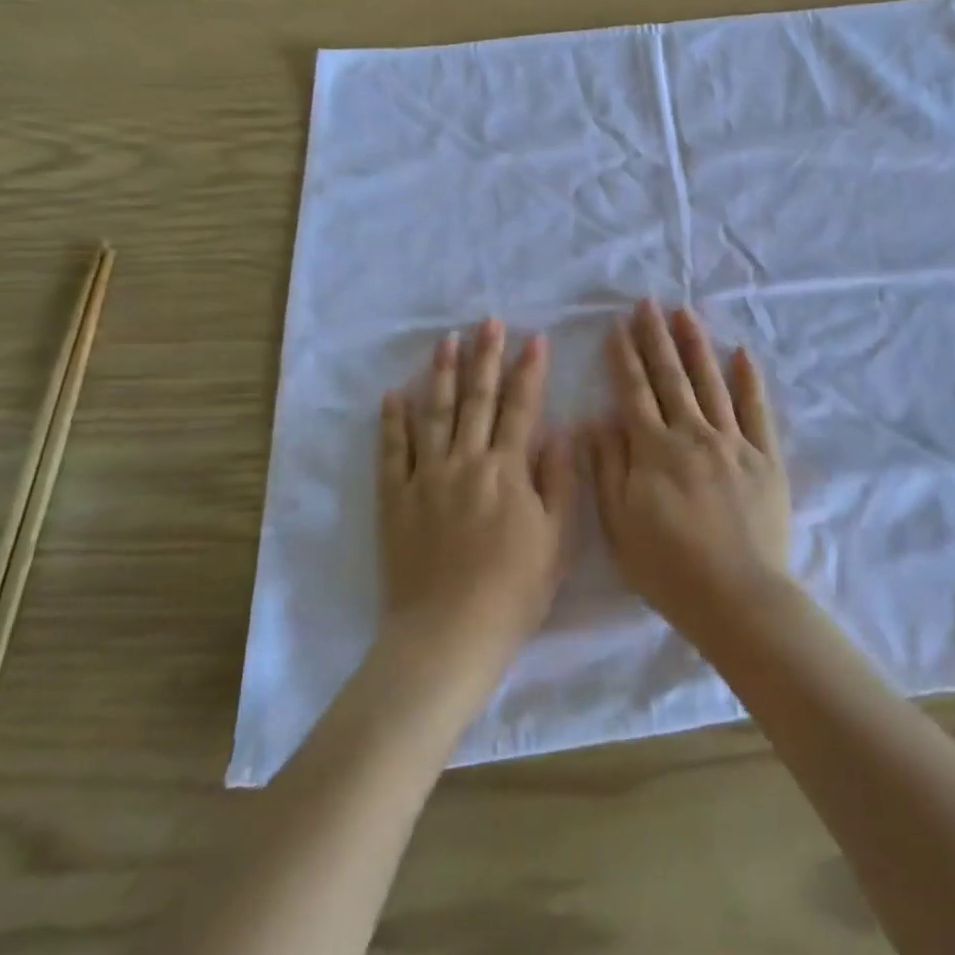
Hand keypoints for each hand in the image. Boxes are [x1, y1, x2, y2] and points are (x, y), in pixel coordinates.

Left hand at [379, 319, 572, 683]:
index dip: (529, 371)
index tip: (535, 338)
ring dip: (440, 374)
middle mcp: (465, 462)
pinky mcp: (395, 499)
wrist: (449, 633)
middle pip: (477, 399)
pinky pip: (392, 451)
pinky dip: (393, 421)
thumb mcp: (557, 540)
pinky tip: (394, 394)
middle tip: (488, 322)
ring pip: (433, 414)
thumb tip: (562, 431)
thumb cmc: (514, 590)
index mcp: (507, 471)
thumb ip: (560, 481)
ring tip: (445, 340)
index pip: (522, 408)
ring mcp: (425, 478)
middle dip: (485, 357)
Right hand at [586, 301, 791, 639]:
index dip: (624, 357)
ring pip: (711, 383)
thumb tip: (597, 422)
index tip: (618, 326)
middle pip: (671, 377)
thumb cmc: (669, 569)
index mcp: (654, 451)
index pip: (635, 392)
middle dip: (656, 338)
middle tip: (648, 304)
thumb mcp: (619, 527)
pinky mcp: (766, 457)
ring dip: (696, 346)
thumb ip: (608, 470)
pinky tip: (741, 354)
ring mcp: (733, 442)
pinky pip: (757, 410)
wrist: (738, 597)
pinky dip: (749, 380)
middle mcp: (693, 435)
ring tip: (685, 314)